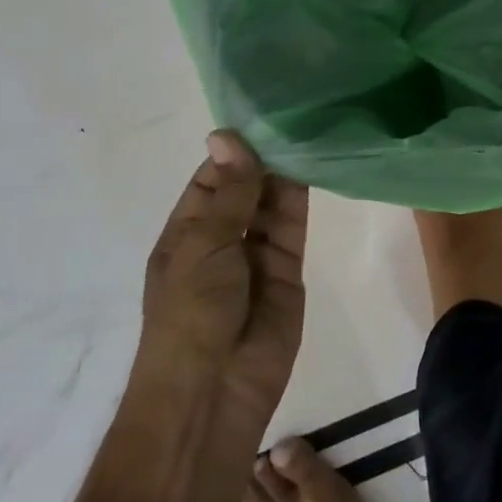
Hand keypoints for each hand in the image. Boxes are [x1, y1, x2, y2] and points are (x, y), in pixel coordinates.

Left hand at [132, 131, 309, 428]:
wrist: (215, 390)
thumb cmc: (190, 313)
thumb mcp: (203, 244)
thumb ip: (228, 191)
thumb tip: (226, 135)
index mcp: (186, 234)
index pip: (212, 180)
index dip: (234, 151)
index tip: (263, 114)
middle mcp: (221, 240)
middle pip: (245, 189)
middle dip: (264, 157)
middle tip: (296, 111)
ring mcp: (256, 256)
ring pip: (272, 203)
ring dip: (285, 172)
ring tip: (309, 126)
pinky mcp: (289, 269)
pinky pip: (294, 225)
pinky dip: (302, 196)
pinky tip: (314, 161)